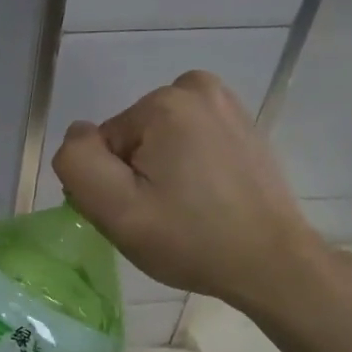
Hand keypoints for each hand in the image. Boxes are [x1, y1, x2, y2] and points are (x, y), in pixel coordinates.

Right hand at [51, 71, 335, 310]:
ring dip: (161, 171)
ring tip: (185, 209)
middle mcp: (196, 88)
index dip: (112, 184)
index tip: (139, 214)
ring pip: (158, 140)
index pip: (104, 144)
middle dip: (137, 174)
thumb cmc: (191, 240)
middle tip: (160, 215)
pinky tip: (206, 198)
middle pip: (132, 138)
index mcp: (164, 103)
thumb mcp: (117, 211)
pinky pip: (189, 141)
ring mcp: (226, 105)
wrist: (272, 263)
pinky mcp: (243, 125)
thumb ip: (79, 163)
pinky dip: (188, 166)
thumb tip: (79, 135)